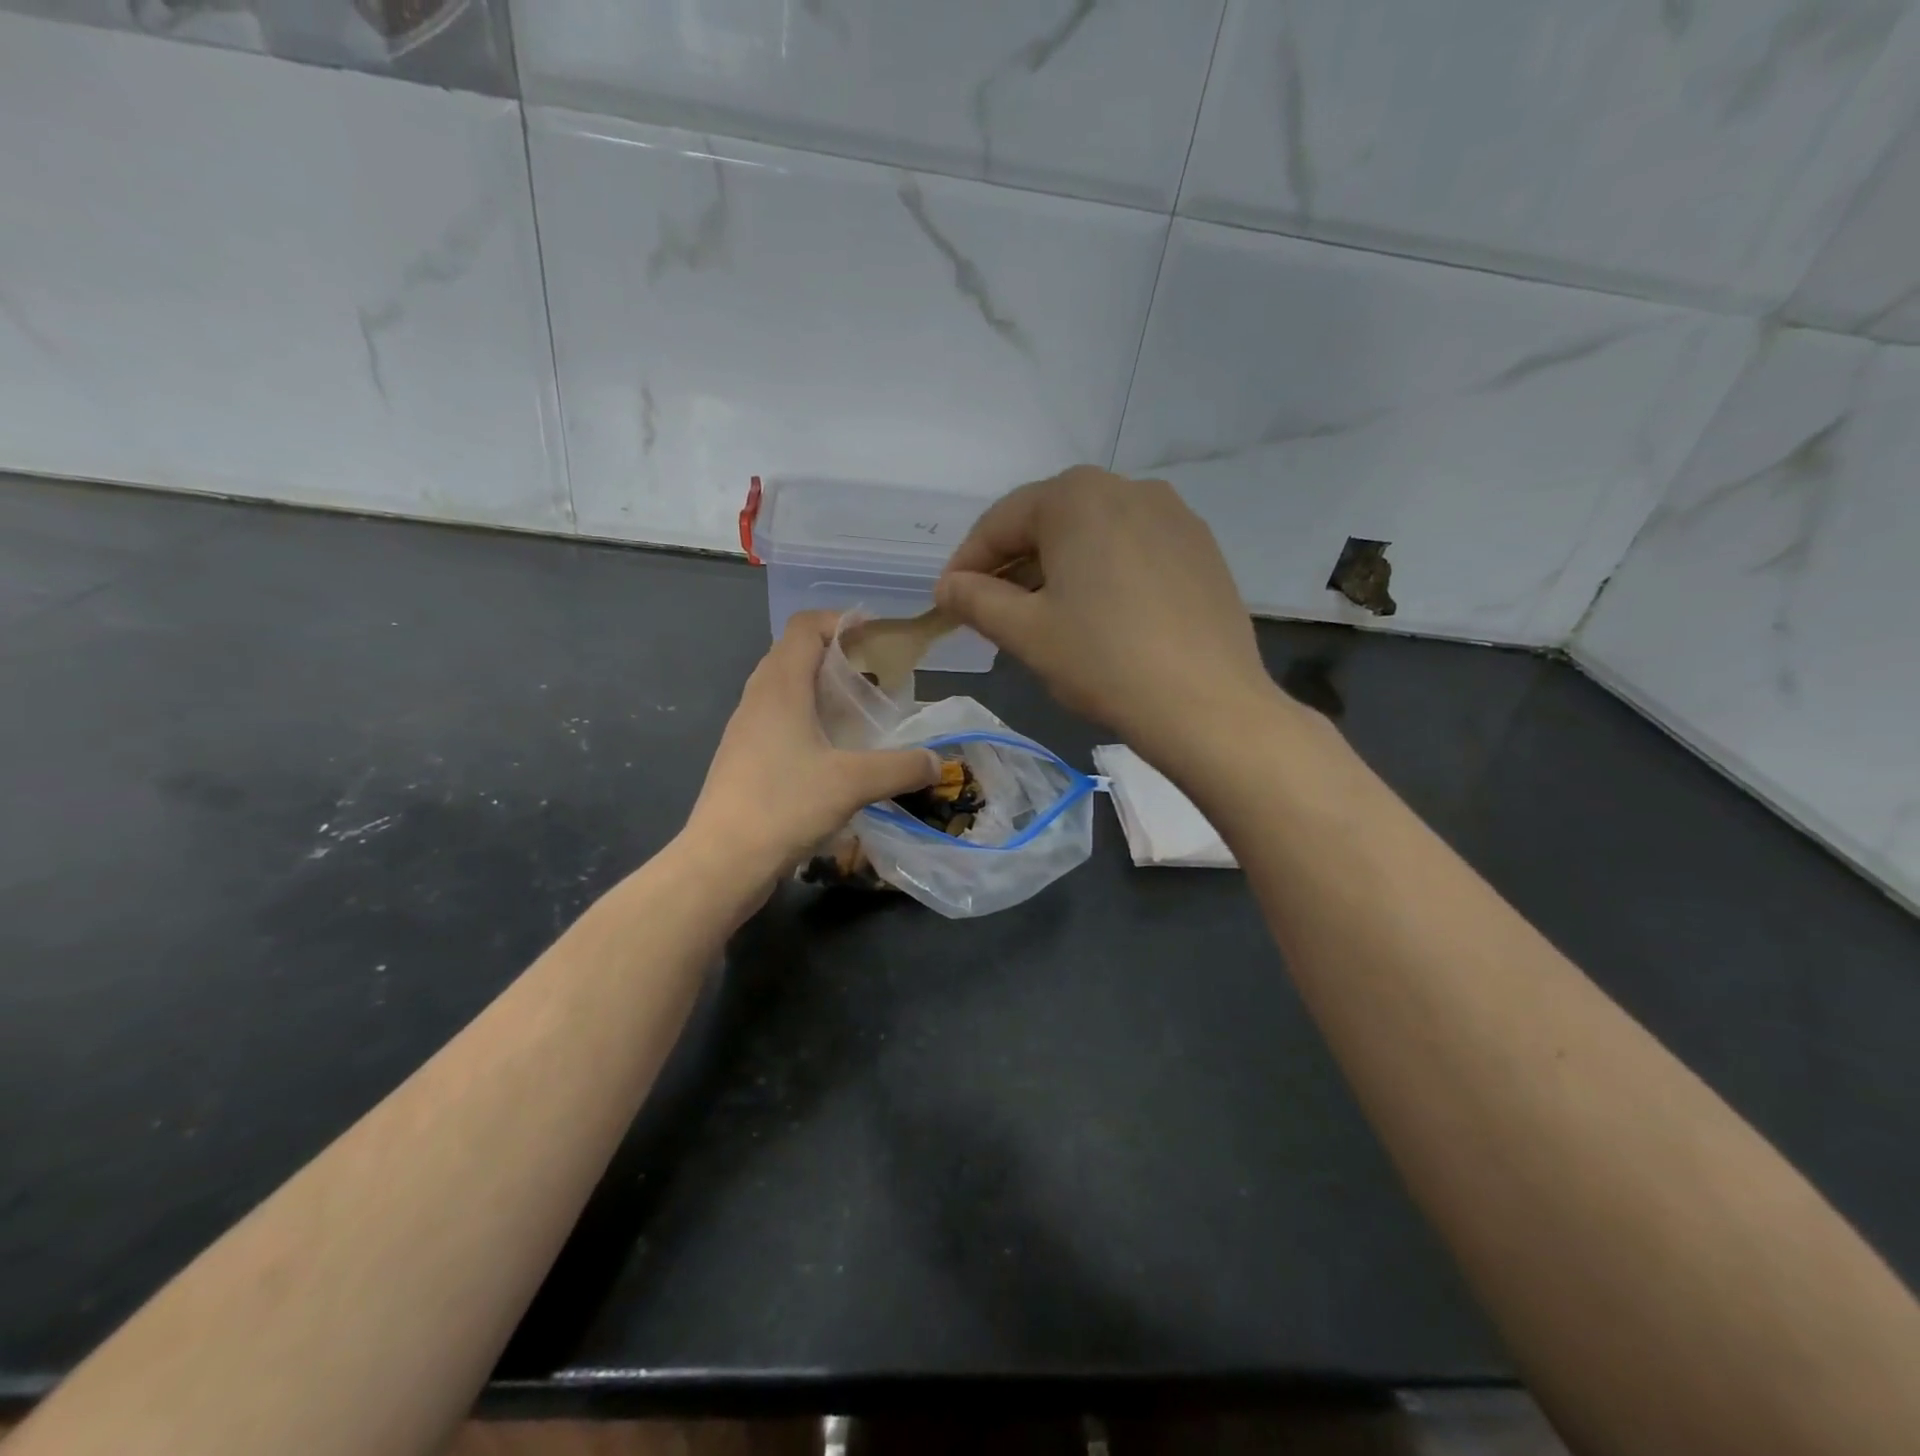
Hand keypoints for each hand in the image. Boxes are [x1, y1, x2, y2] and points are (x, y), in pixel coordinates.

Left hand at [686, 610, 939, 875]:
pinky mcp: (744, 759)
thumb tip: (936, 762)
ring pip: (786, 689)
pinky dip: (809, 720)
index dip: (841, 621)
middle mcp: (758, 698)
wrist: (721, 862)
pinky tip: (835, 752)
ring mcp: (746, 730)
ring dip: (822, 690)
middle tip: (877, 676)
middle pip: (795, 653)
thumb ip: (901, 767)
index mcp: (780, 686)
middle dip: (837, 655)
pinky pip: (780, 721)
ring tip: (861, 713)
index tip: (878, 637)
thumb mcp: (854, 783)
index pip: (805, 627)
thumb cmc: (784, 806)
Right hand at [934, 466, 1277, 760]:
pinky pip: (1133, 551)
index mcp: (1077, 496)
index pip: (1001, 521)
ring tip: (1043, 616)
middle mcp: (1128, 488)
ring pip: (1094, 536)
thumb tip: (948, 586)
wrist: (1207, 705)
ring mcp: (1173, 516)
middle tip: (992, 611)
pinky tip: (1100, 616)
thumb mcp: (1025, 632)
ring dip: (1058, 569)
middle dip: (1014, 565)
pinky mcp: (1201, 549)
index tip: (948, 599)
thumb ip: (975, 600)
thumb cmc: (1103, 661)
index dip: (968, 562)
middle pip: (1050, 522)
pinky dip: (1103, 574)